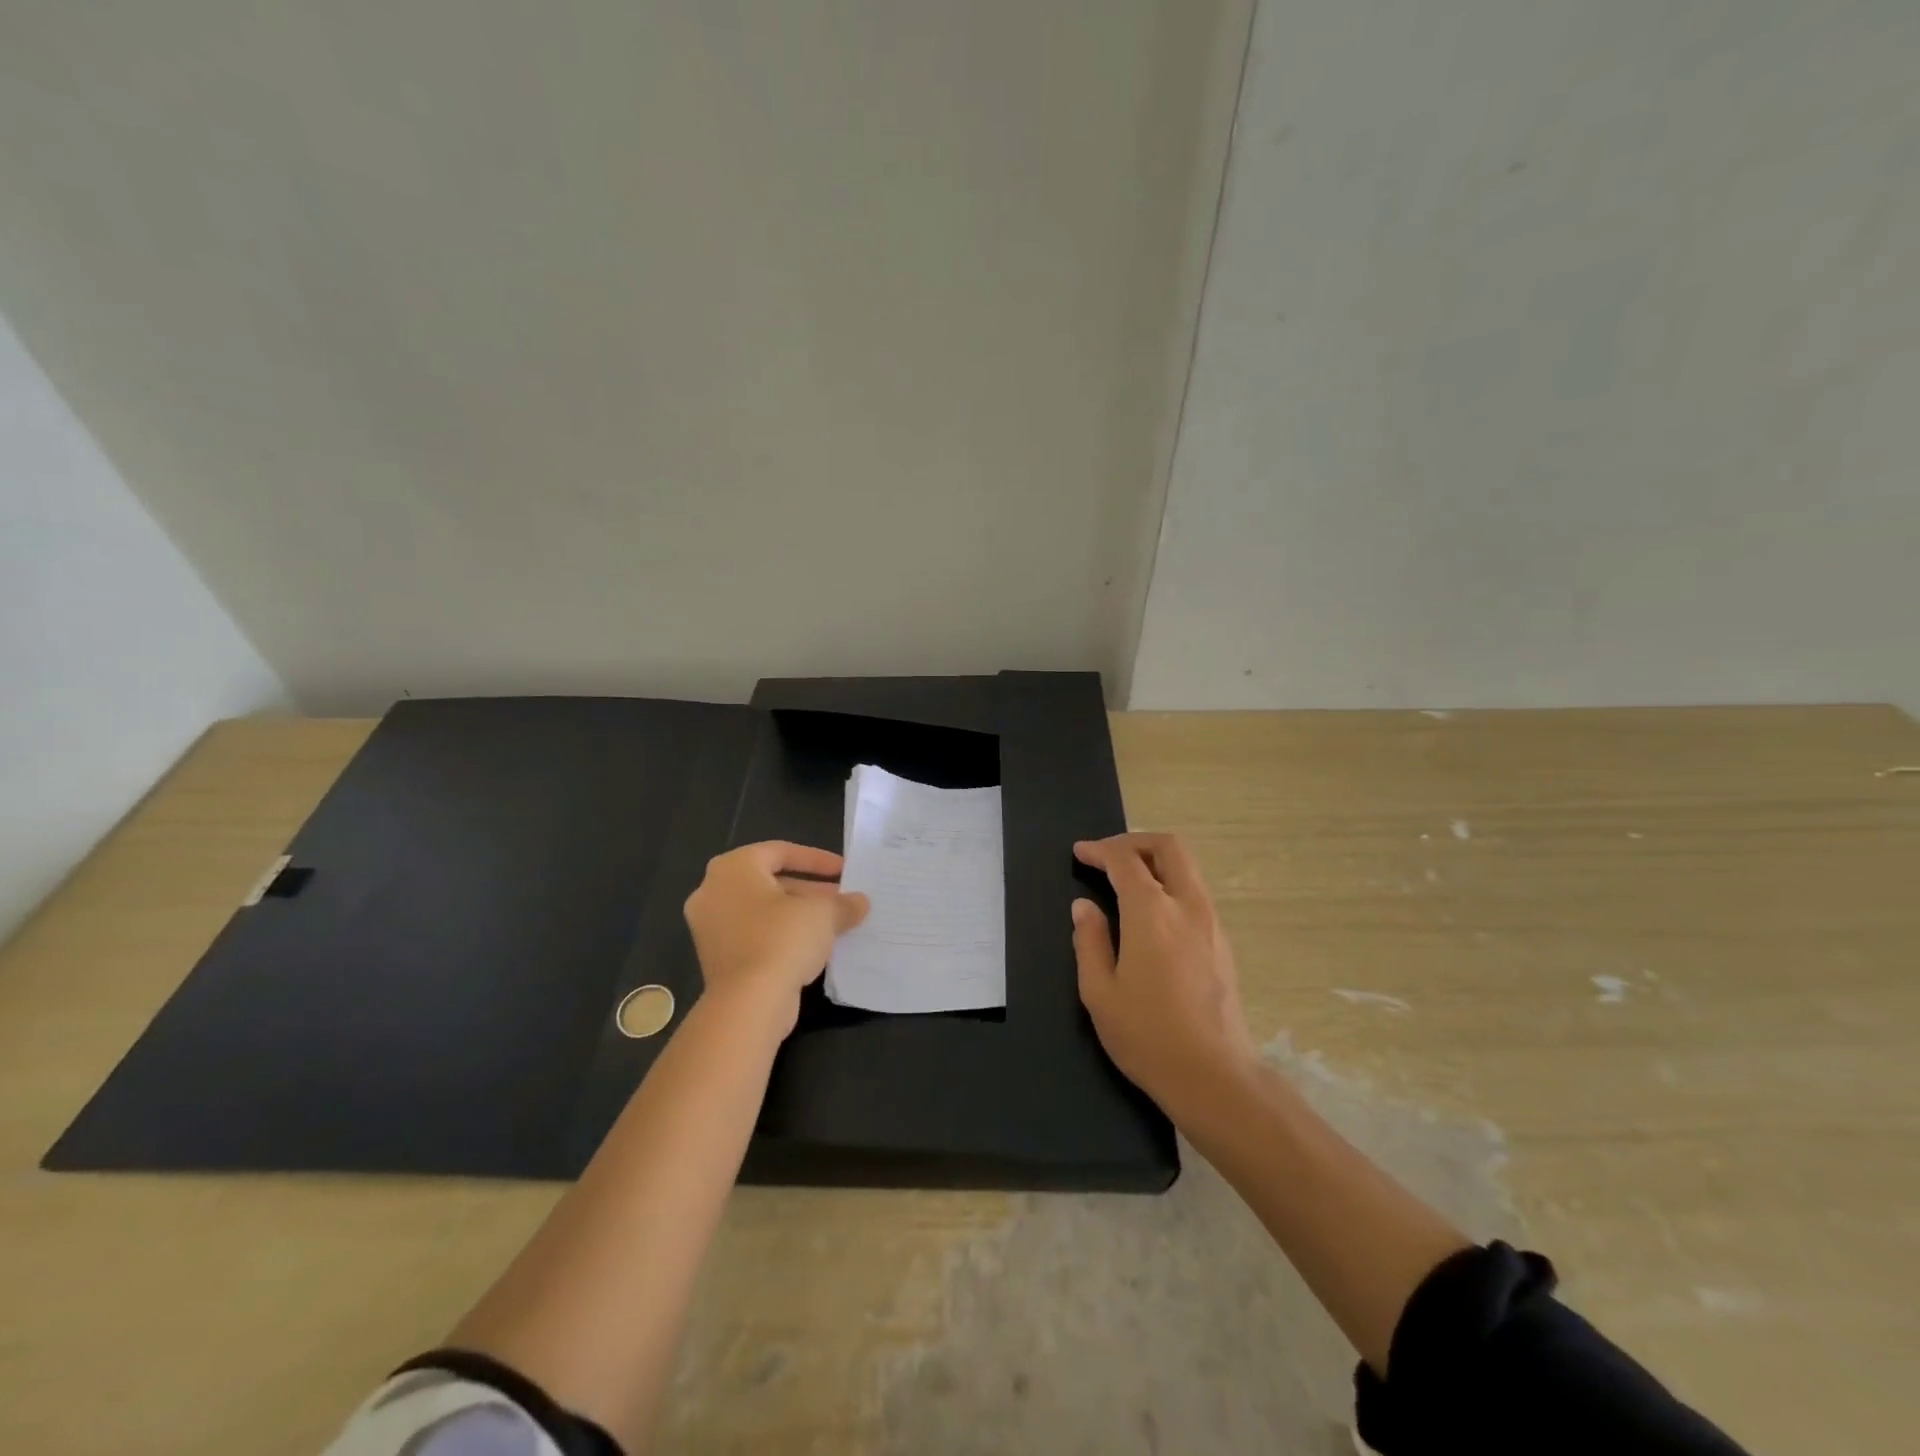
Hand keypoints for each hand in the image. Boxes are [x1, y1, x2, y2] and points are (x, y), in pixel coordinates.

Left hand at [683, 841, 869, 1034]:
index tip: (844, 871)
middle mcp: (713, 892)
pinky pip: (755, 936)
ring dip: (798, 915)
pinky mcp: (717, 958)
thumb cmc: (783, 939)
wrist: (748, 1004)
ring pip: (763, 911)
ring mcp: (711, 927)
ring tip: (834, 924)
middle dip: (810, 890)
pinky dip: (782, 936)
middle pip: (770, 882)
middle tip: (841, 899)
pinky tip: (813, 948)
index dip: (817, 859)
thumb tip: (860, 903)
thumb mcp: (824, 913)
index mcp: (733, 868)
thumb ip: (843, 903)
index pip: (780, 851)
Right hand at [1070, 832, 1257, 1114]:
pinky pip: (1195, 894)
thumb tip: (1084, 907)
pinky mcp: (1223, 943)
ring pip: (1187, 869)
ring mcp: (1211, 923)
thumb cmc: (1147, 1035)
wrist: (1215, 1076)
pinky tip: (1152, 914)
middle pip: (1168, 848)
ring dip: (1155, 862)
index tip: (1081, 853)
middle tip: (1108, 856)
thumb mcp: (1099, 991)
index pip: (1125, 860)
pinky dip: (1170, 884)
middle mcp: (1187, 906)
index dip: (1100, 850)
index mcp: (1151, 912)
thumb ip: (1089, 941)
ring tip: (1126, 881)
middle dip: (1135, 842)